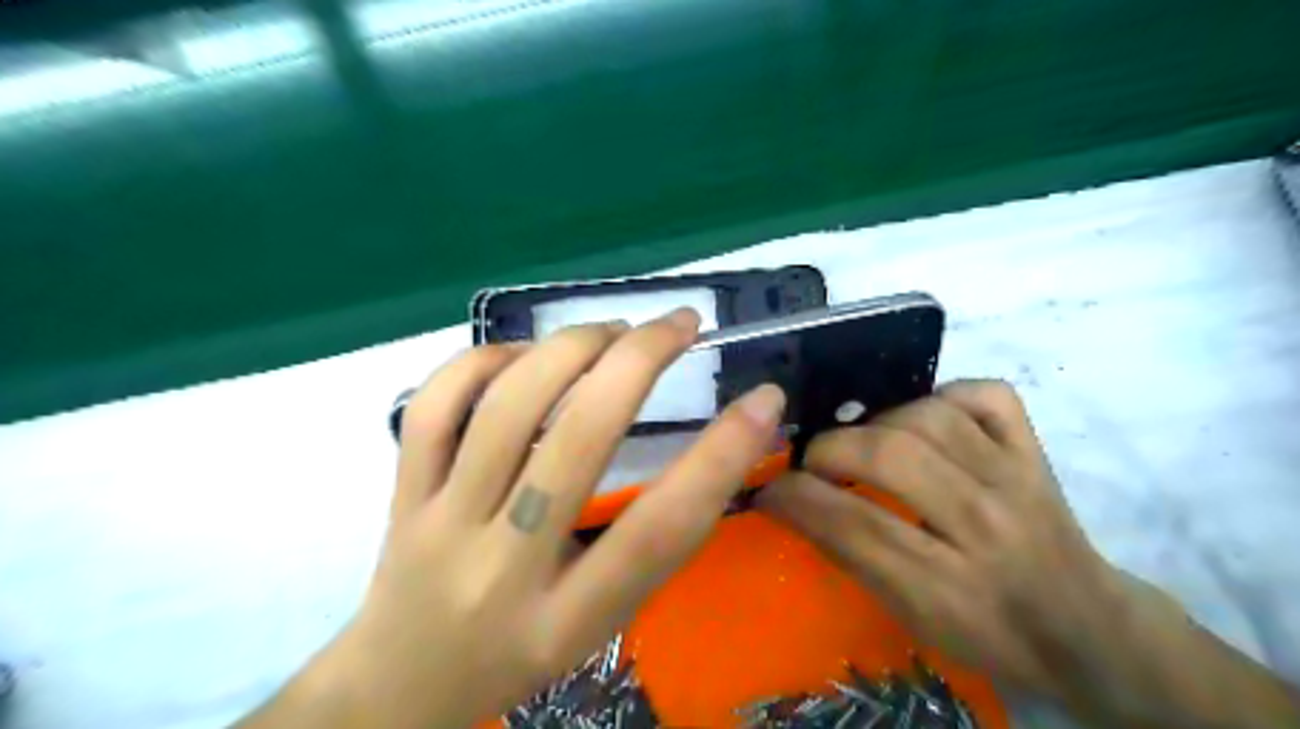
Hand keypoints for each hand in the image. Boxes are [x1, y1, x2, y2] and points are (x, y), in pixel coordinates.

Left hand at [236, 309, 785, 728]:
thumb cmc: (523, 652)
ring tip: (612, 331)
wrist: (403, 685)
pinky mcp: (400, 494)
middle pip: (576, 442)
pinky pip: (434, 406)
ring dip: (570, 347)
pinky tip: (523, 356)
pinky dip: (484, 360)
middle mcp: (502, 567)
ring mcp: (440, 524)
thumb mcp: (603, 623)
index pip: (658, 531)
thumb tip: (711, 446)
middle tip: (679, 324)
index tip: (763, 399)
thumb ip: (649, 546)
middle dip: (638, 362)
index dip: (721, 457)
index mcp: (569, 618)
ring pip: (506, 408)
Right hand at [759, 380, 1293, 728]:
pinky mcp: (1037, 451)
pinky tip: (923, 417)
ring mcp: (1018, 479)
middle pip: (892, 457)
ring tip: (862, 440)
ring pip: (931, 417)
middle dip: (831, 450)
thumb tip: (788, 502)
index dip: (796, 498)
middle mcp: (987, 527)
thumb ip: (849, 554)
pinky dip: (945, 395)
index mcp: (949, 587)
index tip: (767, 486)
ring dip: (878, 421)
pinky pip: (986, 395)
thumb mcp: (910, 616)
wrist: (1086, 627)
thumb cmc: (986, 631)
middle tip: (811, 461)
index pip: (854, 526)